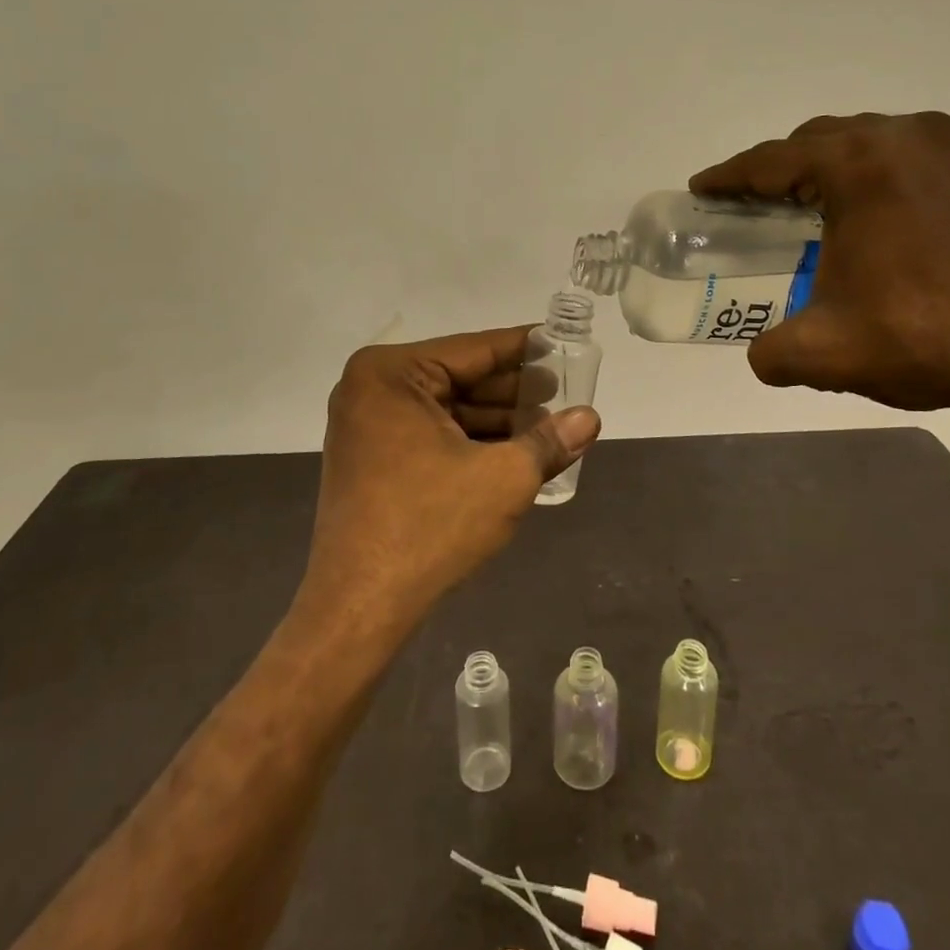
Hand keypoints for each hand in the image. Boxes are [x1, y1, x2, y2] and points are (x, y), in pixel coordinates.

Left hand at [301, 327, 601, 627]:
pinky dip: (471, 442)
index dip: (525, 348)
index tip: (563, 342)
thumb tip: (590, 418)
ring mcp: (367, 427)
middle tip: (566, 392)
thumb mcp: (503, 478)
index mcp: (391, 374)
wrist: (359, 607)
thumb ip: (549, 441)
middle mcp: (371, 390)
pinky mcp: (371, 460)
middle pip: (460, 378)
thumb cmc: (430, 526)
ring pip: (448, 410)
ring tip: (550, 426)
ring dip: (497, 420)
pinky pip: (431, 435)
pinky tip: (514, 452)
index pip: (475, 350)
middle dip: (514, 390)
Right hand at [690, 112, 949, 412]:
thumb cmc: (925, 339)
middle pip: (824, 139)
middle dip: (784, 167)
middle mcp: (910, 137)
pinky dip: (901, 181)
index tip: (703, 189)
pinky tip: (901, 220)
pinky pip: (933, 163)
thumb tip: (761, 353)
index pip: (772, 160)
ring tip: (828, 207)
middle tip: (759, 203)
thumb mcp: (823, 352)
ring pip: (881, 142)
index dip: (729, 176)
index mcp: (858, 165)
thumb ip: (769, 351)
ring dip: (844, 168)